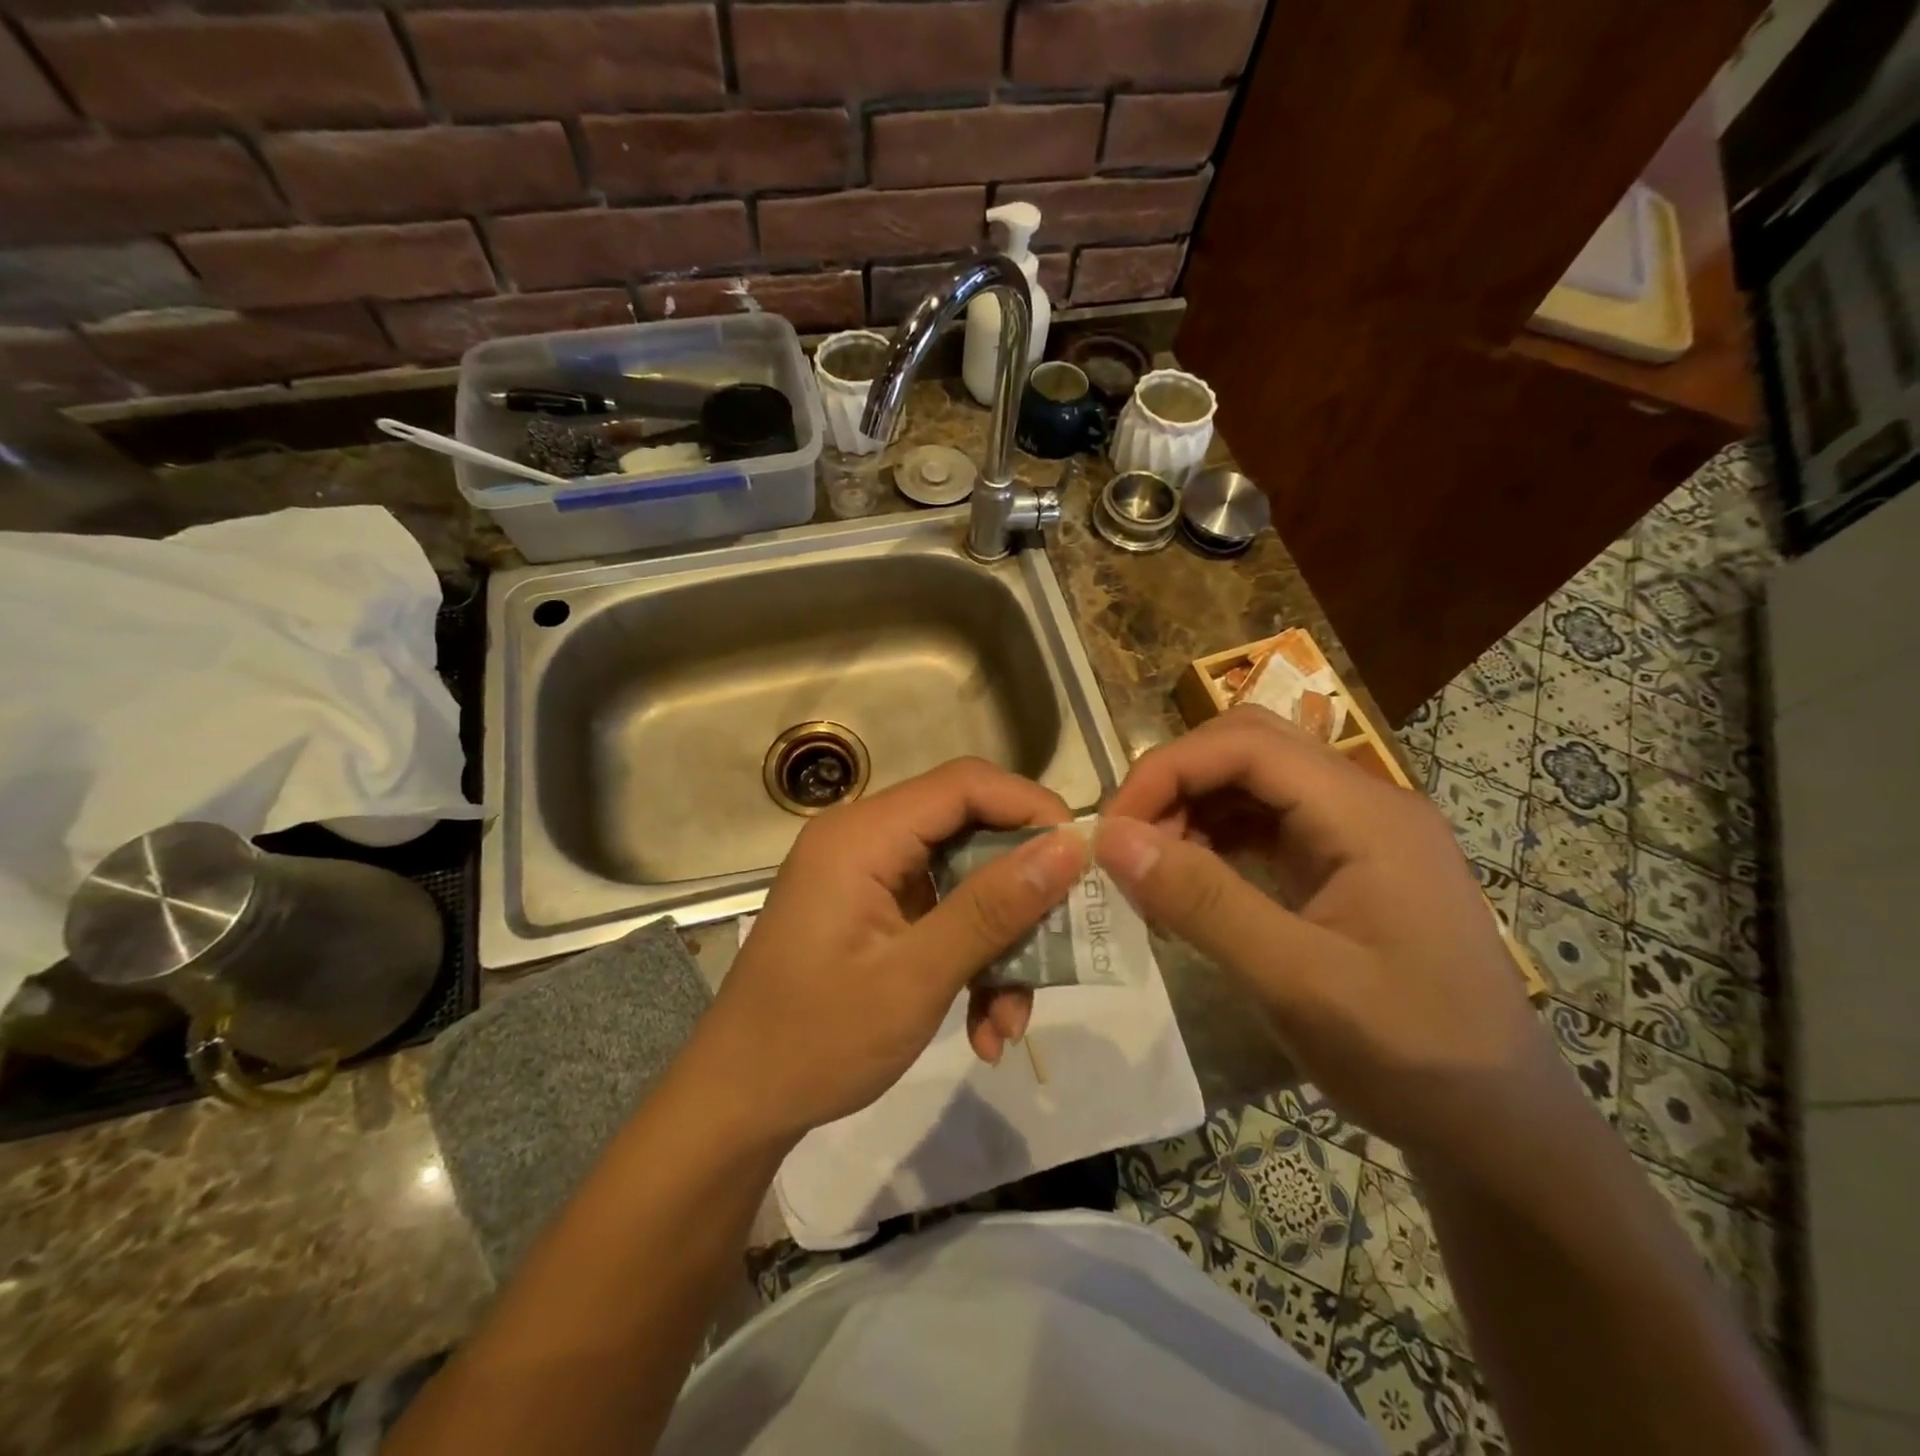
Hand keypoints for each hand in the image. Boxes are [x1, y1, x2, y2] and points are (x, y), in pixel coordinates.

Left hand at [689, 758, 1087, 1149]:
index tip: (1083, 858)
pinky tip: (984, 1029)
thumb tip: (1069, 848)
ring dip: (999, 945)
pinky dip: (969, 961)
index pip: (965, 784)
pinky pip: (941, 915)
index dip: (1031, 809)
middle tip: (1062, 941)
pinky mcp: (873, 911)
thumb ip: (993, 907)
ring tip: (1012, 1019)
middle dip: (1020, 893)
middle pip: (970, 832)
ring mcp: (868, 877)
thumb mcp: (916, 977)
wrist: (738, 1104)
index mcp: (863, 835)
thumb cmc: (816, 1040)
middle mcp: (865, 840)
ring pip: (964, 882)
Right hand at [1094, 706, 1574, 1170]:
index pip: (1247, 744)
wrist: (1500, 1130)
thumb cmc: (1410, 1056)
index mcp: (1366, 814)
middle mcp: (1363, 804)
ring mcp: (1354, 834)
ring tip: (1151, 874)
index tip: (1112, 829)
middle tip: (1126, 845)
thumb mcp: (1297, 982)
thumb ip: (1202, 902)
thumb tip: (1110, 838)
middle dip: (1175, 783)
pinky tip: (1188, 886)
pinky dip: (1212, 842)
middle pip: (1247, 748)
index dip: (1167, 770)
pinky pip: (1261, 825)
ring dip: (1189, 812)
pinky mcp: (1341, 865)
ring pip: (1250, 783)